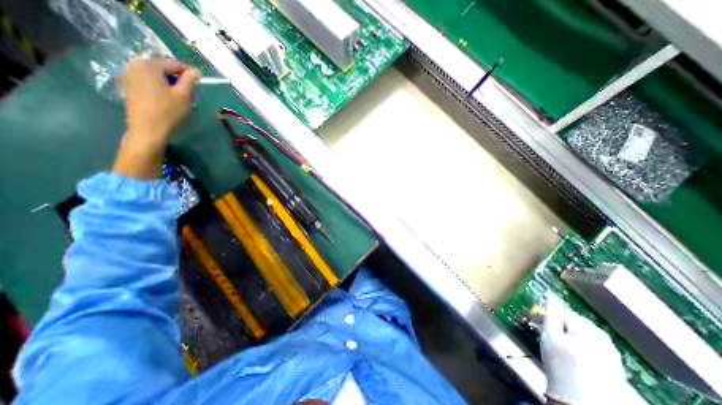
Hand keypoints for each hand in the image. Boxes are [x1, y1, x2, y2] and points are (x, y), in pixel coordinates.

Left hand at [112, 59, 198, 178]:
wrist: (148, 130)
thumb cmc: (168, 112)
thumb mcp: (184, 95)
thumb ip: (190, 80)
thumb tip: (196, 71)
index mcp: (148, 65)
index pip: (174, 64)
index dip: (190, 72)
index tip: (202, 81)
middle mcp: (135, 66)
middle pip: (164, 69)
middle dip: (180, 79)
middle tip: (193, 92)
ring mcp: (129, 77)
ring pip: (157, 77)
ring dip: (171, 84)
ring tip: (183, 97)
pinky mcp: (129, 88)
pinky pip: (150, 83)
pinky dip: (162, 89)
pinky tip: (170, 100)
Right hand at [539, 294, 633, 404]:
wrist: (579, 399)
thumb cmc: (560, 364)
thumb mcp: (549, 335)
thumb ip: (551, 313)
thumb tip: (550, 297)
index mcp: (588, 329)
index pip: (564, 312)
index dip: (547, 313)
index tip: (536, 319)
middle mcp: (604, 338)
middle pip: (576, 321)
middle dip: (559, 323)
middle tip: (545, 329)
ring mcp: (612, 352)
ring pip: (585, 333)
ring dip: (569, 332)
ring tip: (557, 341)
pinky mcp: (614, 364)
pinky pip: (594, 344)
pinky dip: (581, 343)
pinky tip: (572, 351)